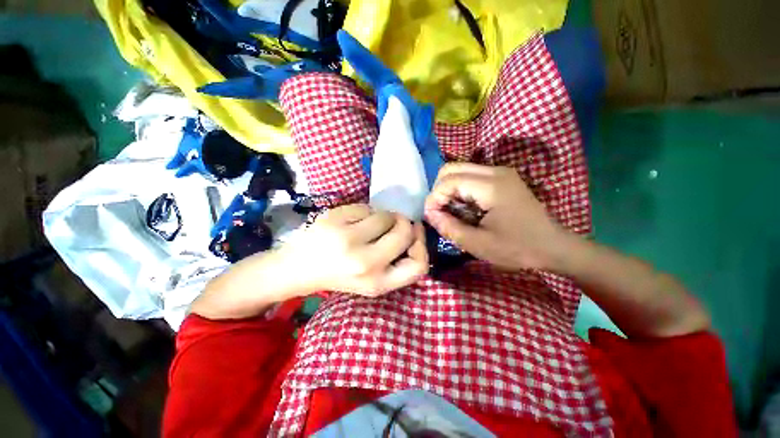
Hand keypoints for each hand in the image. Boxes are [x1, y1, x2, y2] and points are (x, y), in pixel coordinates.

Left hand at [284, 204, 427, 295]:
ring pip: (386, 215)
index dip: (422, 246)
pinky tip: (354, 220)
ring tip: (372, 223)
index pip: (419, 266)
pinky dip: (365, 211)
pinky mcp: (334, 220)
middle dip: (405, 223)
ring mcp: (347, 239)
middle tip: (396, 222)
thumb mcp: (372, 281)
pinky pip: (365, 207)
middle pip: (405, 233)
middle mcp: (364, 263)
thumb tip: (413, 230)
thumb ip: (396, 263)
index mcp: (377, 283)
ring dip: (385, 216)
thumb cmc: (339, 275)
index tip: (414, 235)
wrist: (298, 268)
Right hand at [424, 163, 566, 270]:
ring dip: (449, 189)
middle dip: (439, 190)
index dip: (434, 198)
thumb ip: (449, 227)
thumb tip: (429, 214)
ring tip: (452, 211)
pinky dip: (460, 189)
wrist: (553, 247)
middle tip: (440, 211)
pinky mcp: (502, 178)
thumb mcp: (478, 244)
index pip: (448, 180)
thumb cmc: (517, 248)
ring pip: (460, 170)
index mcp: (491, 186)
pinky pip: (470, 176)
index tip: (432, 217)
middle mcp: (495, 171)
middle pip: (451, 168)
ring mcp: (500, 172)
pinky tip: (465, 207)